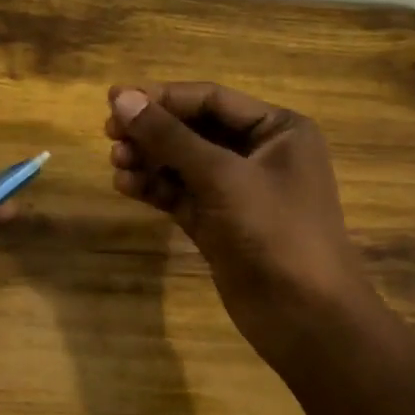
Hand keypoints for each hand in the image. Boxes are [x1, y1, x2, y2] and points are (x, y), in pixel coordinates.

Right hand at [105, 82, 385, 362]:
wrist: (305, 317)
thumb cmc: (274, 232)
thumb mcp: (221, 176)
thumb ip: (169, 137)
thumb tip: (122, 98)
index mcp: (277, 130)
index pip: (210, 99)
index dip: (162, 97)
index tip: (114, 100)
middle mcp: (259, 153)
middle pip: (193, 129)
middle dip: (152, 131)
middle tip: (109, 135)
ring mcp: (237, 191)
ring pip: (182, 163)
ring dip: (148, 159)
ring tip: (116, 164)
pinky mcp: (218, 222)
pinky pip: (180, 193)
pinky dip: (154, 188)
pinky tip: (125, 186)